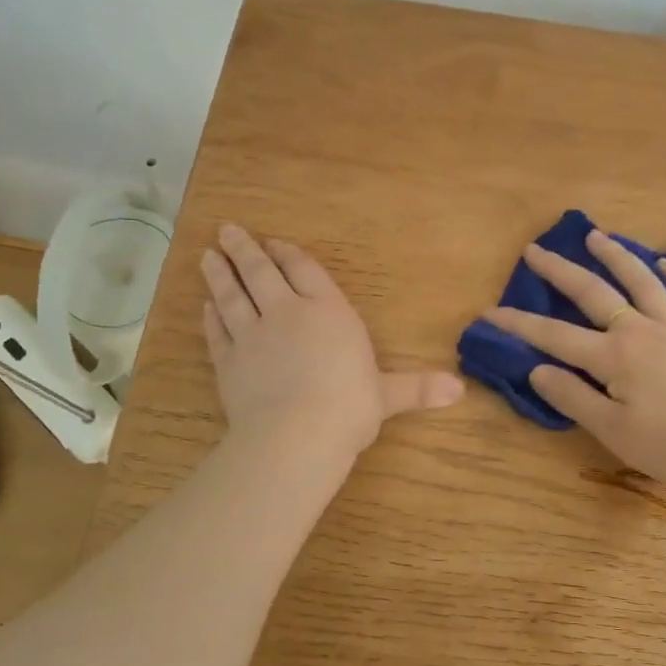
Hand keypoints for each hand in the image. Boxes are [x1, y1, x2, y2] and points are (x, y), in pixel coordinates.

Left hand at [201, 226, 462, 462]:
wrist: (296, 435)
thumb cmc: (350, 407)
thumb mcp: (389, 396)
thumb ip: (418, 388)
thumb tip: (459, 390)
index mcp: (329, 312)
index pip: (306, 272)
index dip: (289, 255)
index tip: (274, 244)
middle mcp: (287, 313)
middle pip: (261, 273)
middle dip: (245, 250)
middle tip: (227, 230)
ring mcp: (252, 336)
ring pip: (231, 296)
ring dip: (219, 274)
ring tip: (207, 255)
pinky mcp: (228, 362)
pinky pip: (217, 331)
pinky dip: (210, 317)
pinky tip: (205, 306)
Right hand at [481, 226, 665, 494]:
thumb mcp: (613, 431)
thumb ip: (573, 397)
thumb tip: (537, 369)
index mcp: (614, 356)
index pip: (555, 336)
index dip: (520, 324)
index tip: (489, 313)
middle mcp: (642, 330)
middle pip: (594, 293)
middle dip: (560, 271)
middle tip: (536, 250)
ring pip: (643, 282)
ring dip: (617, 256)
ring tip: (596, 236)